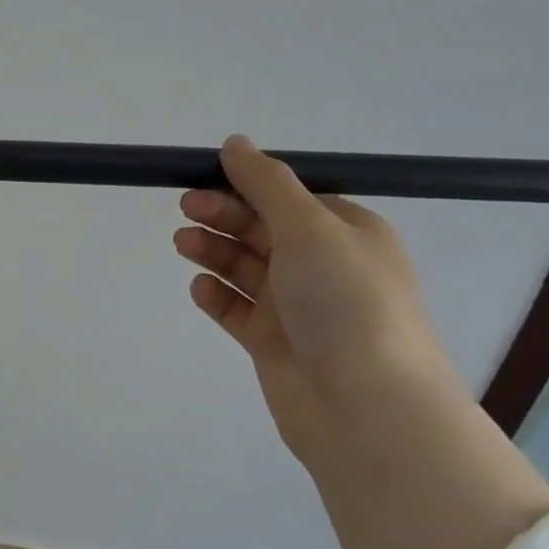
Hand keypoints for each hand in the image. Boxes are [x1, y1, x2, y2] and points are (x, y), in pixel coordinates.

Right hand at [174, 135, 548, 548]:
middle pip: (262, 229)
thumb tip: (235, 143)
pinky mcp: (273, 343)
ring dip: (214, 252)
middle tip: (186, 209)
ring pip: (245, 268)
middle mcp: (323, 266)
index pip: (288, 196)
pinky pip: (238, 311)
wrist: (365, 406)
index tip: (203, 178)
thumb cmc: (345, 302)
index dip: (245, 185)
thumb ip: (267, 184)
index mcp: (345, 232)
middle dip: (224, 215)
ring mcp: (297, 307)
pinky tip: (200, 289)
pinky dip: (217, 297)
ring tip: (183, 245)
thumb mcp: (310, 227)